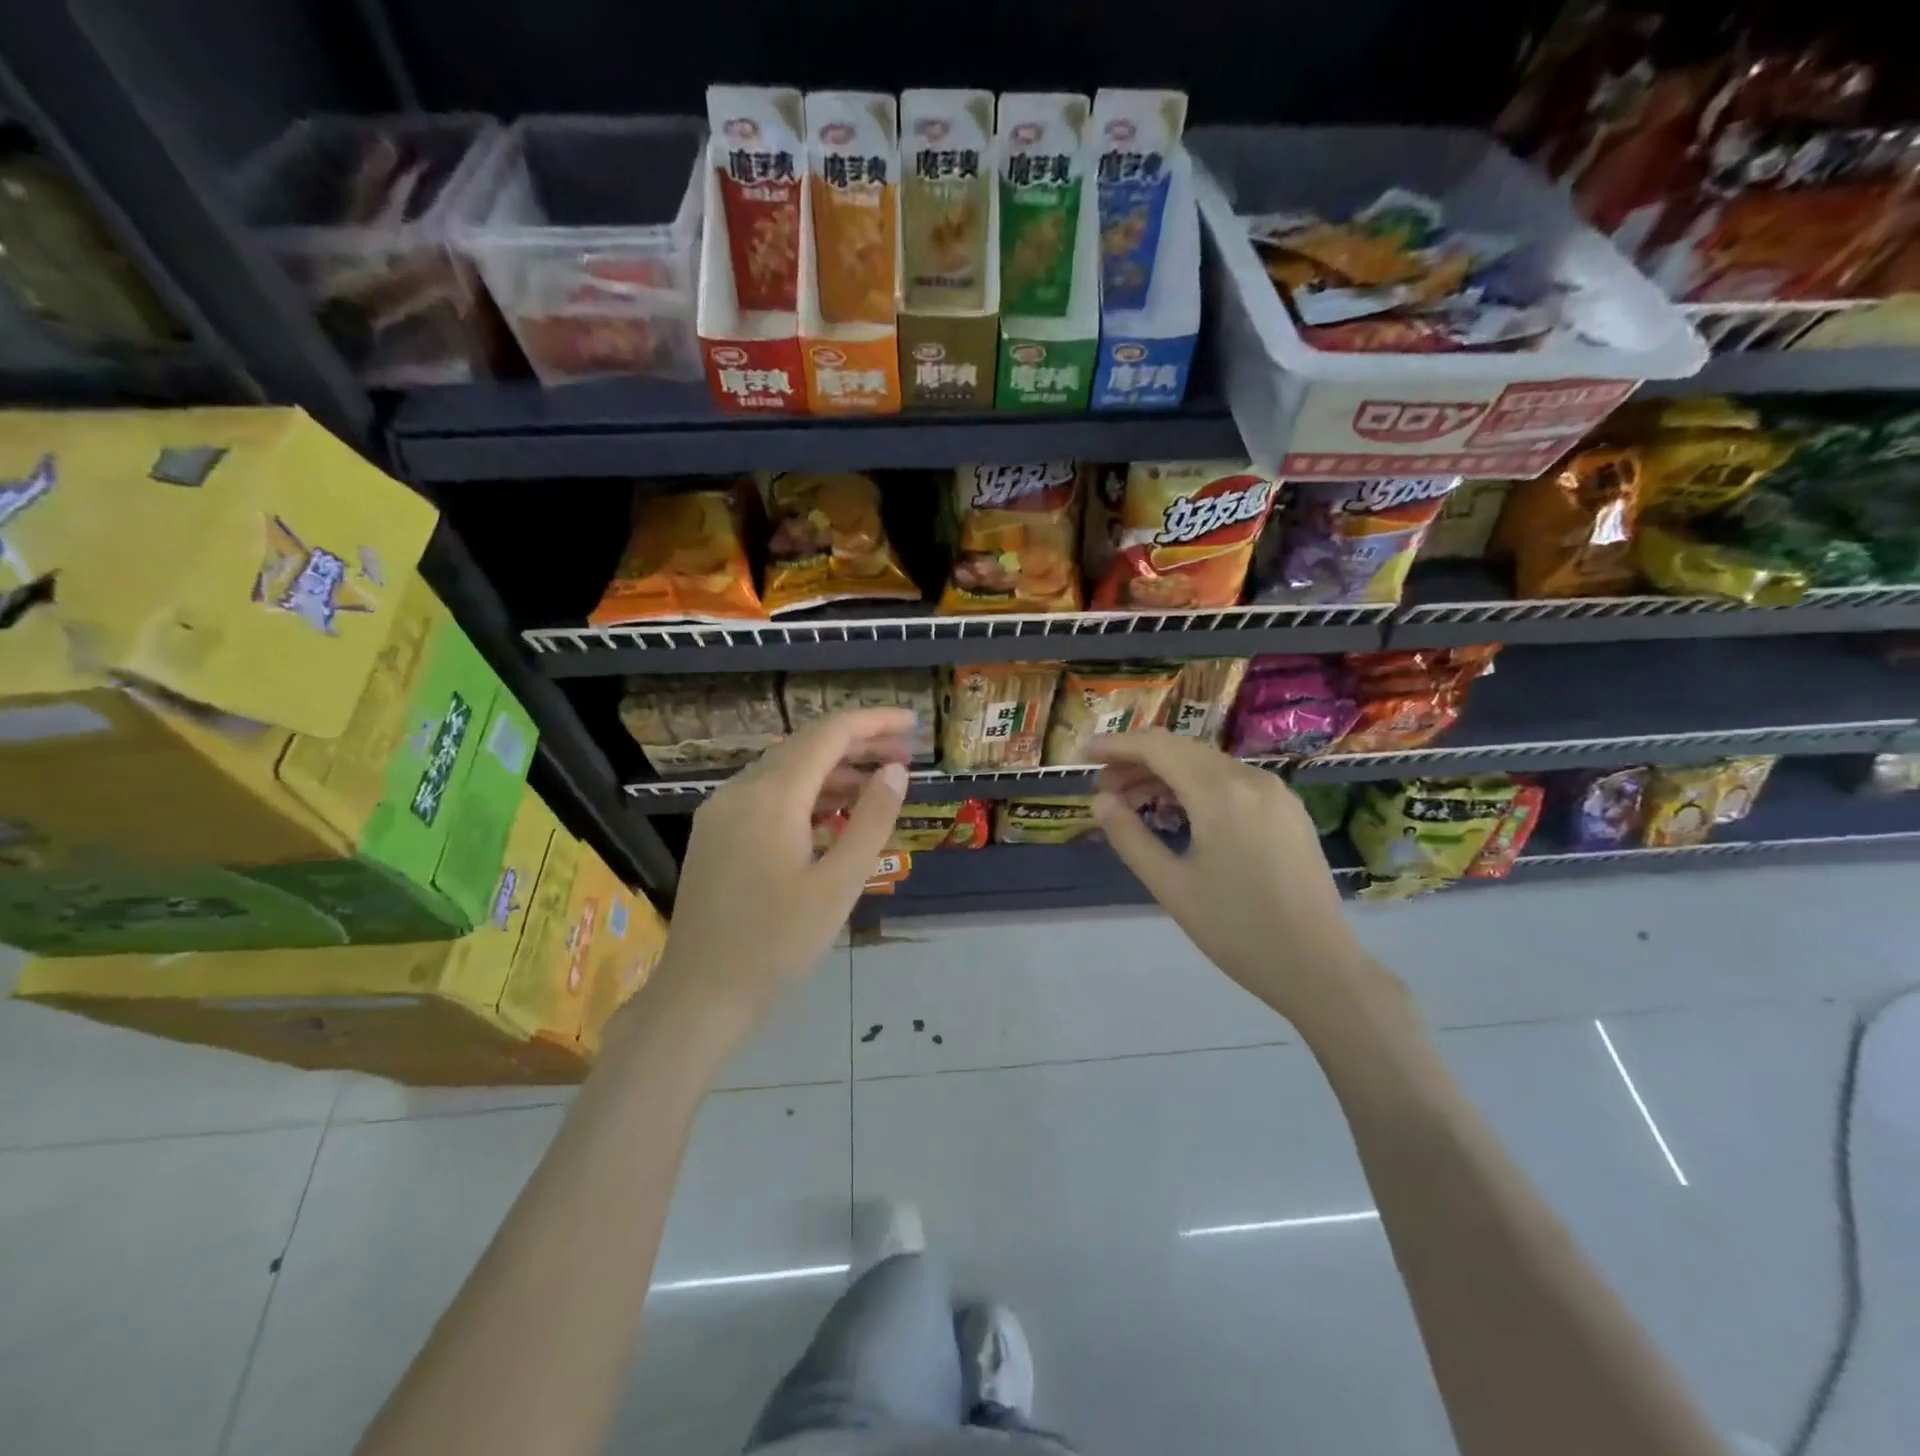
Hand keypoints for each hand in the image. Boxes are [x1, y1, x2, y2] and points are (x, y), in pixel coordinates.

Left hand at [645, 708, 912, 1038]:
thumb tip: (895, 771)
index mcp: (771, 797)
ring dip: (833, 769)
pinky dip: (807, 793)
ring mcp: (722, 811)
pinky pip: (768, 794)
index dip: (873, 722)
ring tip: (879, 781)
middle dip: (857, 743)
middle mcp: (740, 790)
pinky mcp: (716, 833)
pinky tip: (835, 812)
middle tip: (905, 751)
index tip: (913, 723)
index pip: (828, 735)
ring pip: (786, 769)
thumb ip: (871, 821)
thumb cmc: (777, 943)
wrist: (701, 993)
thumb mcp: (838, 884)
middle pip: (806, 746)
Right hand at [1090, 732, 1383, 1024]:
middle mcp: (1251, 780)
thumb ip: (1130, 837)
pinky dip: (1196, 787)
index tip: (1082, 754)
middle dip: (1137, 761)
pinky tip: (1178, 812)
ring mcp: (1276, 793)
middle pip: (1183, 750)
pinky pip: (1232, 782)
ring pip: (1208, 765)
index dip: (1116, 745)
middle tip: (1102, 787)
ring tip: (1132, 801)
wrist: (1320, 968)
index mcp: (1221, 793)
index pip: (1158, 748)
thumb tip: (1100, 801)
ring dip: (1166, 774)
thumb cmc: (1237, 931)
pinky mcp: (1288, 812)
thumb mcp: (1171, 886)